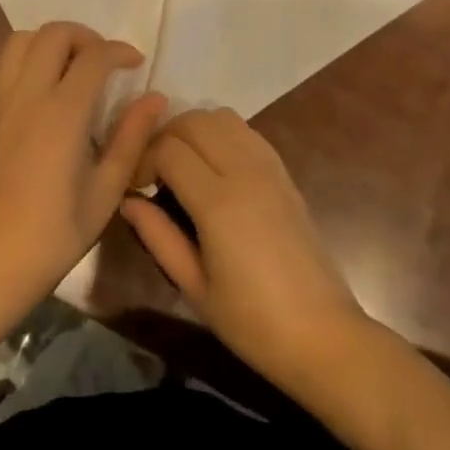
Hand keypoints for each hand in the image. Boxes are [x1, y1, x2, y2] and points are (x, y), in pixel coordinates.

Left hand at [0, 22, 166, 314]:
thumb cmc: (58, 232)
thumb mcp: (108, 190)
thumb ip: (132, 137)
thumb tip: (156, 98)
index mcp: (62, 114)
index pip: (94, 56)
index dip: (119, 50)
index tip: (135, 63)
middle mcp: (28, 97)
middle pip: (53, 34)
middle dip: (84, 36)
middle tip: (102, 61)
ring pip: (19, 41)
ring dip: (49, 42)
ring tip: (69, 66)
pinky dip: (22, 61)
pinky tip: (38, 86)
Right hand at [120, 108, 364, 391]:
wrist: (321, 332)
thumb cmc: (252, 321)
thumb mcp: (194, 287)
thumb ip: (158, 236)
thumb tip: (128, 200)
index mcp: (219, 201)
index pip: (169, 149)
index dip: (143, 159)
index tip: (136, 187)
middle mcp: (244, 170)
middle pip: (194, 120)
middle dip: (165, 136)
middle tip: (153, 172)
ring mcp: (269, 166)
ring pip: (221, 116)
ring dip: (194, 130)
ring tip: (182, 165)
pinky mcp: (284, 171)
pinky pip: (246, 131)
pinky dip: (221, 134)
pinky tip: (214, 168)